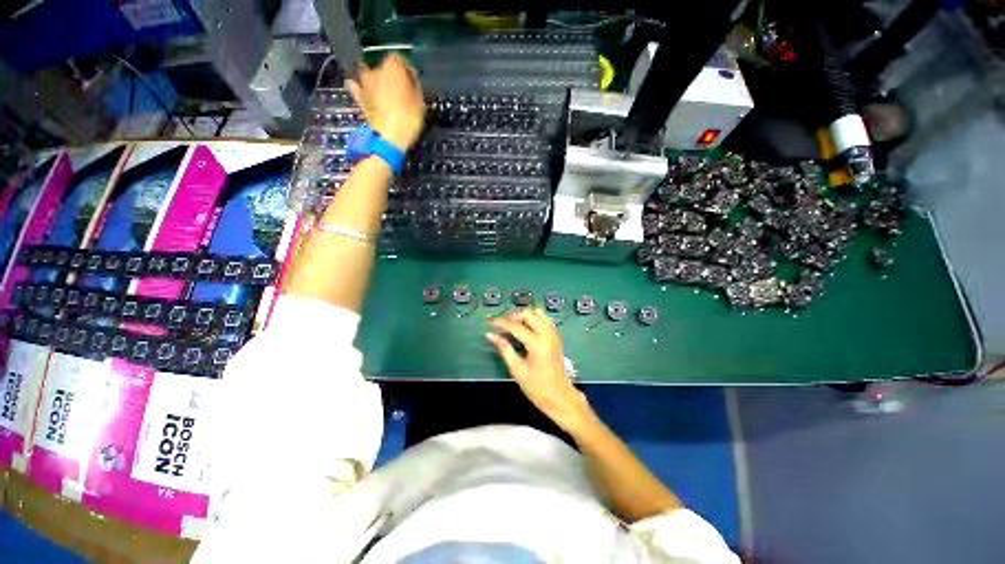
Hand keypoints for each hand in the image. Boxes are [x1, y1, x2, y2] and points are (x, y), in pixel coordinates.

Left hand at [346, 53, 425, 151]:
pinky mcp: (359, 98)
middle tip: (399, 89)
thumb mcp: (421, 102)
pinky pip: (356, 87)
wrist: (389, 137)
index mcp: (393, 67)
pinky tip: (362, 91)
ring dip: (375, 80)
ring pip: (368, 75)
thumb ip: (415, 85)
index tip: (411, 80)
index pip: (399, 59)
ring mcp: (364, 83)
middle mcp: (376, 70)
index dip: (406, 69)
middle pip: (383, 67)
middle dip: (390, 76)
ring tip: (382, 91)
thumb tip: (411, 77)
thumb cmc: (408, 118)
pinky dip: (359, 88)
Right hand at [487, 309, 592, 431]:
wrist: (561, 397)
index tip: (489, 323)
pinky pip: (545, 319)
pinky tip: (527, 328)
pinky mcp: (556, 337)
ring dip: (525, 316)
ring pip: (538, 313)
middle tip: (502, 326)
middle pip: (528, 314)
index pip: (515, 326)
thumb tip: (490, 335)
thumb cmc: (537, 387)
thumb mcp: (517, 370)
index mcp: (536, 343)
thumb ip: (504, 349)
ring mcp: (553, 334)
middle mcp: (546, 334)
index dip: (500, 323)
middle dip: (513, 316)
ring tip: (514, 326)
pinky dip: (534, 319)